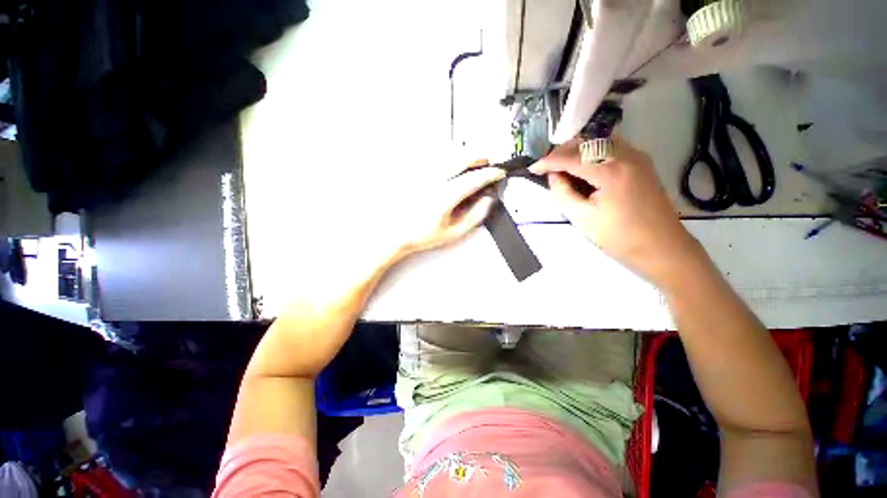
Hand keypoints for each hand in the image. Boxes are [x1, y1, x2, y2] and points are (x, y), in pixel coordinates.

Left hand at [393, 161, 505, 256]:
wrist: (395, 232)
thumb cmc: (421, 234)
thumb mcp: (453, 232)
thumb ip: (474, 216)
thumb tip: (487, 200)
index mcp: (445, 196)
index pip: (474, 178)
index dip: (491, 174)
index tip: (499, 173)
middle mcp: (434, 180)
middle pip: (463, 157)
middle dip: (480, 158)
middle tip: (486, 167)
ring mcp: (423, 173)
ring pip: (450, 153)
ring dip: (465, 156)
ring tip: (470, 168)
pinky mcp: (415, 171)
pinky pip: (436, 156)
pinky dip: (449, 158)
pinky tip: (451, 168)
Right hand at [531, 137, 701, 284]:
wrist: (662, 248)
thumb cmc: (619, 237)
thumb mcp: (582, 218)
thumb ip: (563, 193)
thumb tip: (553, 176)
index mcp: (611, 170)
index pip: (571, 157)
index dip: (548, 161)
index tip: (532, 168)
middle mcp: (626, 155)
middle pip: (586, 142)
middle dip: (562, 152)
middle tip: (547, 168)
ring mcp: (637, 157)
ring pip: (598, 142)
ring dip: (576, 152)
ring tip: (561, 168)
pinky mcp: (641, 163)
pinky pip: (610, 149)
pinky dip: (591, 154)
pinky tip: (583, 169)